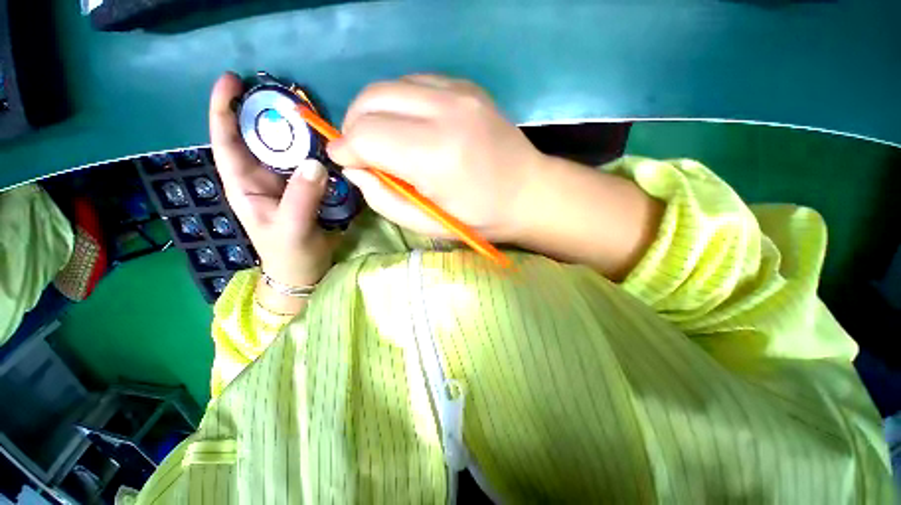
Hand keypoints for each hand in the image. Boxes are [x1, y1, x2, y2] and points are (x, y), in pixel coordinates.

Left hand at [209, 73, 336, 309]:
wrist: (305, 270)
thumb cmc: (290, 253)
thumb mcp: (292, 228)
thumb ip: (302, 197)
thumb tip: (315, 162)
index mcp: (243, 184)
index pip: (227, 141)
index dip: (224, 109)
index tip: (232, 80)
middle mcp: (261, 176)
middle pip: (258, 137)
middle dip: (266, 111)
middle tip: (287, 93)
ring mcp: (285, 181)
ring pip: (286, 148)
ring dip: (297, 129)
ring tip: (311, 112)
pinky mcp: (306, 187)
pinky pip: (309, 162)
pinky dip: (317, 150)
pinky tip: (328, 142)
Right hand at [328, 74, 546, 242]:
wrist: (529, 193)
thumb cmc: (480, 219)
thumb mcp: (428, 224)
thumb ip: (384, 199)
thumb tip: (354, 169)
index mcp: (436, 155)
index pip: (366, 135)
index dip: (346, 150)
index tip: (345, 163)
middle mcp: (446, 111)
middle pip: (371, 99)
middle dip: (354, 126)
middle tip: (361, 152)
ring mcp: (459, 91)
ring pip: (390, 86)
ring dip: (375, 112)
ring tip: (384, 141)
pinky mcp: (466, 86)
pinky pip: (414, 83)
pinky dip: (399, 103)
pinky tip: (410, 126)